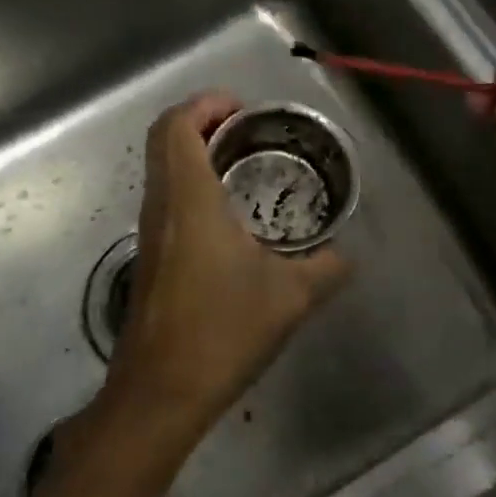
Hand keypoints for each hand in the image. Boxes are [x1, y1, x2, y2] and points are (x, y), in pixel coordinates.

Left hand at [101, 92, 348, 441]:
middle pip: (163, 140)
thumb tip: (346, 255)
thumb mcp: (291, 296)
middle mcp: (160, 206)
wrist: (161, 392)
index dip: (205, 104)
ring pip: (162, 171)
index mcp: (189, 199)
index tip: (243, 110)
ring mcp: (149, 233)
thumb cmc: (223, 330)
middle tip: (249, 133)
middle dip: (202, 123)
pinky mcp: (149, 259)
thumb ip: (327, 267)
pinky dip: (192, 187)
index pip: (177, 125)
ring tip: (245, 169)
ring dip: (196, 156)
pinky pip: (166, 201)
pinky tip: (230, 220)